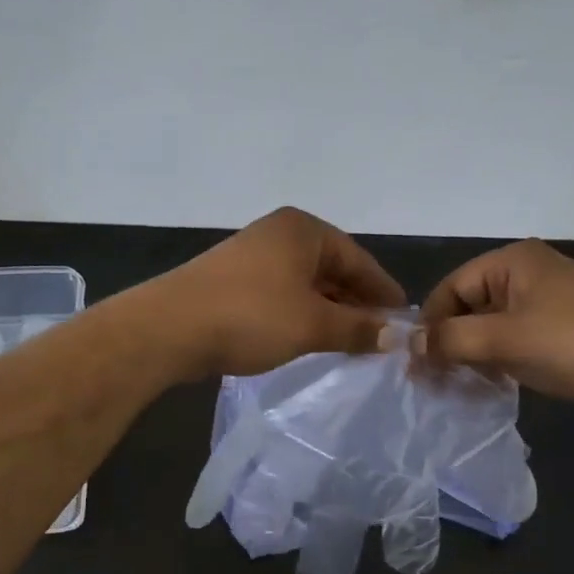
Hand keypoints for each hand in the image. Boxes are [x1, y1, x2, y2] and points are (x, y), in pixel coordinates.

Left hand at [155, 207, 406, 378]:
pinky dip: (301, 314)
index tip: (403, 321)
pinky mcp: (232, 281)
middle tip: (379, 337)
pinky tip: (309, 338)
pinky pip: (281, 294)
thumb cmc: (250, 316)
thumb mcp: (312, 325)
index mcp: (303, 230)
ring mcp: (252, 255)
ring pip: (306, 284)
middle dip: (356, 303)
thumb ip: (357, 328)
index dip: (383, 292)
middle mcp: (279, 234)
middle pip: (332, 269)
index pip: (359, 259)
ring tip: (349, 342)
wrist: (169, 328)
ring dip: (329, 311)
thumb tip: (395, 336)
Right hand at [414, 240, 573, 424]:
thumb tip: (409, 345)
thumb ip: (449, 339)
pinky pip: (513, 336)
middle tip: (434, 380)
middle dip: (450, 341)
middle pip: (469, 304)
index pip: (451, 287)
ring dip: (472, 353)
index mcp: (512, 260)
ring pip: (491, 324)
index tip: (416, 363)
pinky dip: (497, 357)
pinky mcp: (560, 325)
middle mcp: (527, 271)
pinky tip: (490, 382)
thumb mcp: (501, 340)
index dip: (430, 324)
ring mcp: (547, 298)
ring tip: (458, 385)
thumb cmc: (567, 345)